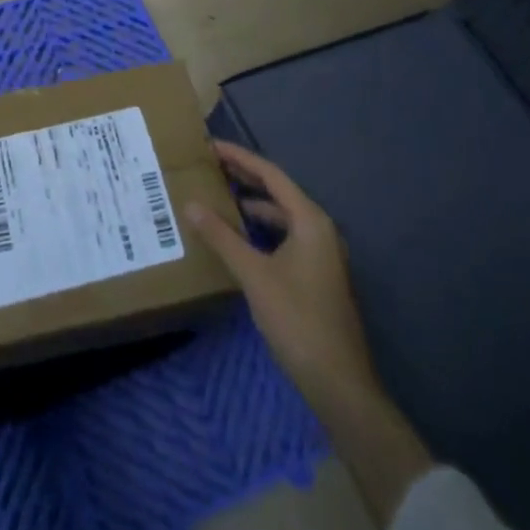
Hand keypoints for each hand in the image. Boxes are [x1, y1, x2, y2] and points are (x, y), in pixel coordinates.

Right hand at [186, 141, 432, 526]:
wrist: (339, 383)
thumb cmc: (298, 320)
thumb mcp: (254, 275)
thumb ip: (222, 237)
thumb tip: (190, 204)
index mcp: (310, 220)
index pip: (270, 175)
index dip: (240, 158)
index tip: (211, 146)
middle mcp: (319, 229)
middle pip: (278, 192)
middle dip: (245, 178)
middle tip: (210, 166)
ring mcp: (321, 253)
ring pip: (282, 216)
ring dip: (252, 205)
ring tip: (219, 197)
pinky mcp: (316, 275)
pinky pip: (285, 236)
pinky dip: (261, 229)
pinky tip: (240, 237)